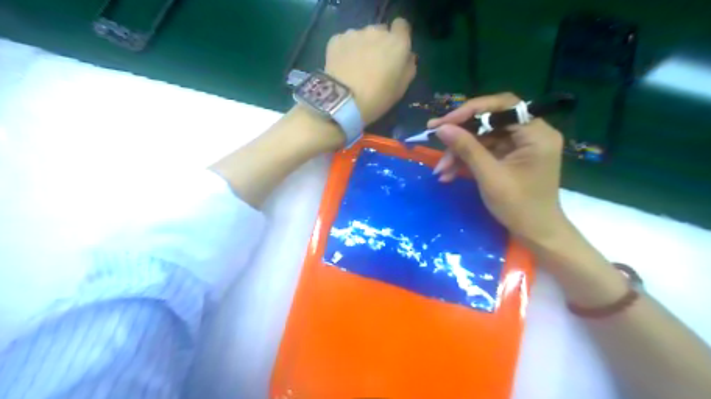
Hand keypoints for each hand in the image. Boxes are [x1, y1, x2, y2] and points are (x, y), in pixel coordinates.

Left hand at [327, 17, 417, 123]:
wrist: (343, 100)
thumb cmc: (377, 98)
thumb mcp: (401, 89)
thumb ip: (408, 68)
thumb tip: (408, 57)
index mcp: (397, 43)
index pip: (402, 25)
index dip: (399, 37)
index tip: (394, 52)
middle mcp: (377, 32)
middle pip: (380, 31)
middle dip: (379, 44)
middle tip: (374, 64)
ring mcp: (355, 34)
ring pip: (361, 36)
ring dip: (361, 47)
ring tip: (355, 68)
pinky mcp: (336, 40)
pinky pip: (345, 42)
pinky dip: (345, 51)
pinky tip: (342, 67)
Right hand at [427, 93, 569, 243]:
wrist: (535, 233)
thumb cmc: (519, 207)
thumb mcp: (490, 177)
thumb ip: (467, 149)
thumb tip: (442, 129)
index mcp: (536, 134)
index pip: (502, 106)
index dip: (471, 111)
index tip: (445, 122)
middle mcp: (531, 133)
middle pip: (490, 121)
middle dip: (461, 133)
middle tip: (434, 136)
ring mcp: (520, 145)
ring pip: (483, 137)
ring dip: (459, 152)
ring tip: (440, 170)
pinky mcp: (510, 156)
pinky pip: (484, 150)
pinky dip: (466, 160)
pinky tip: (449, 173)